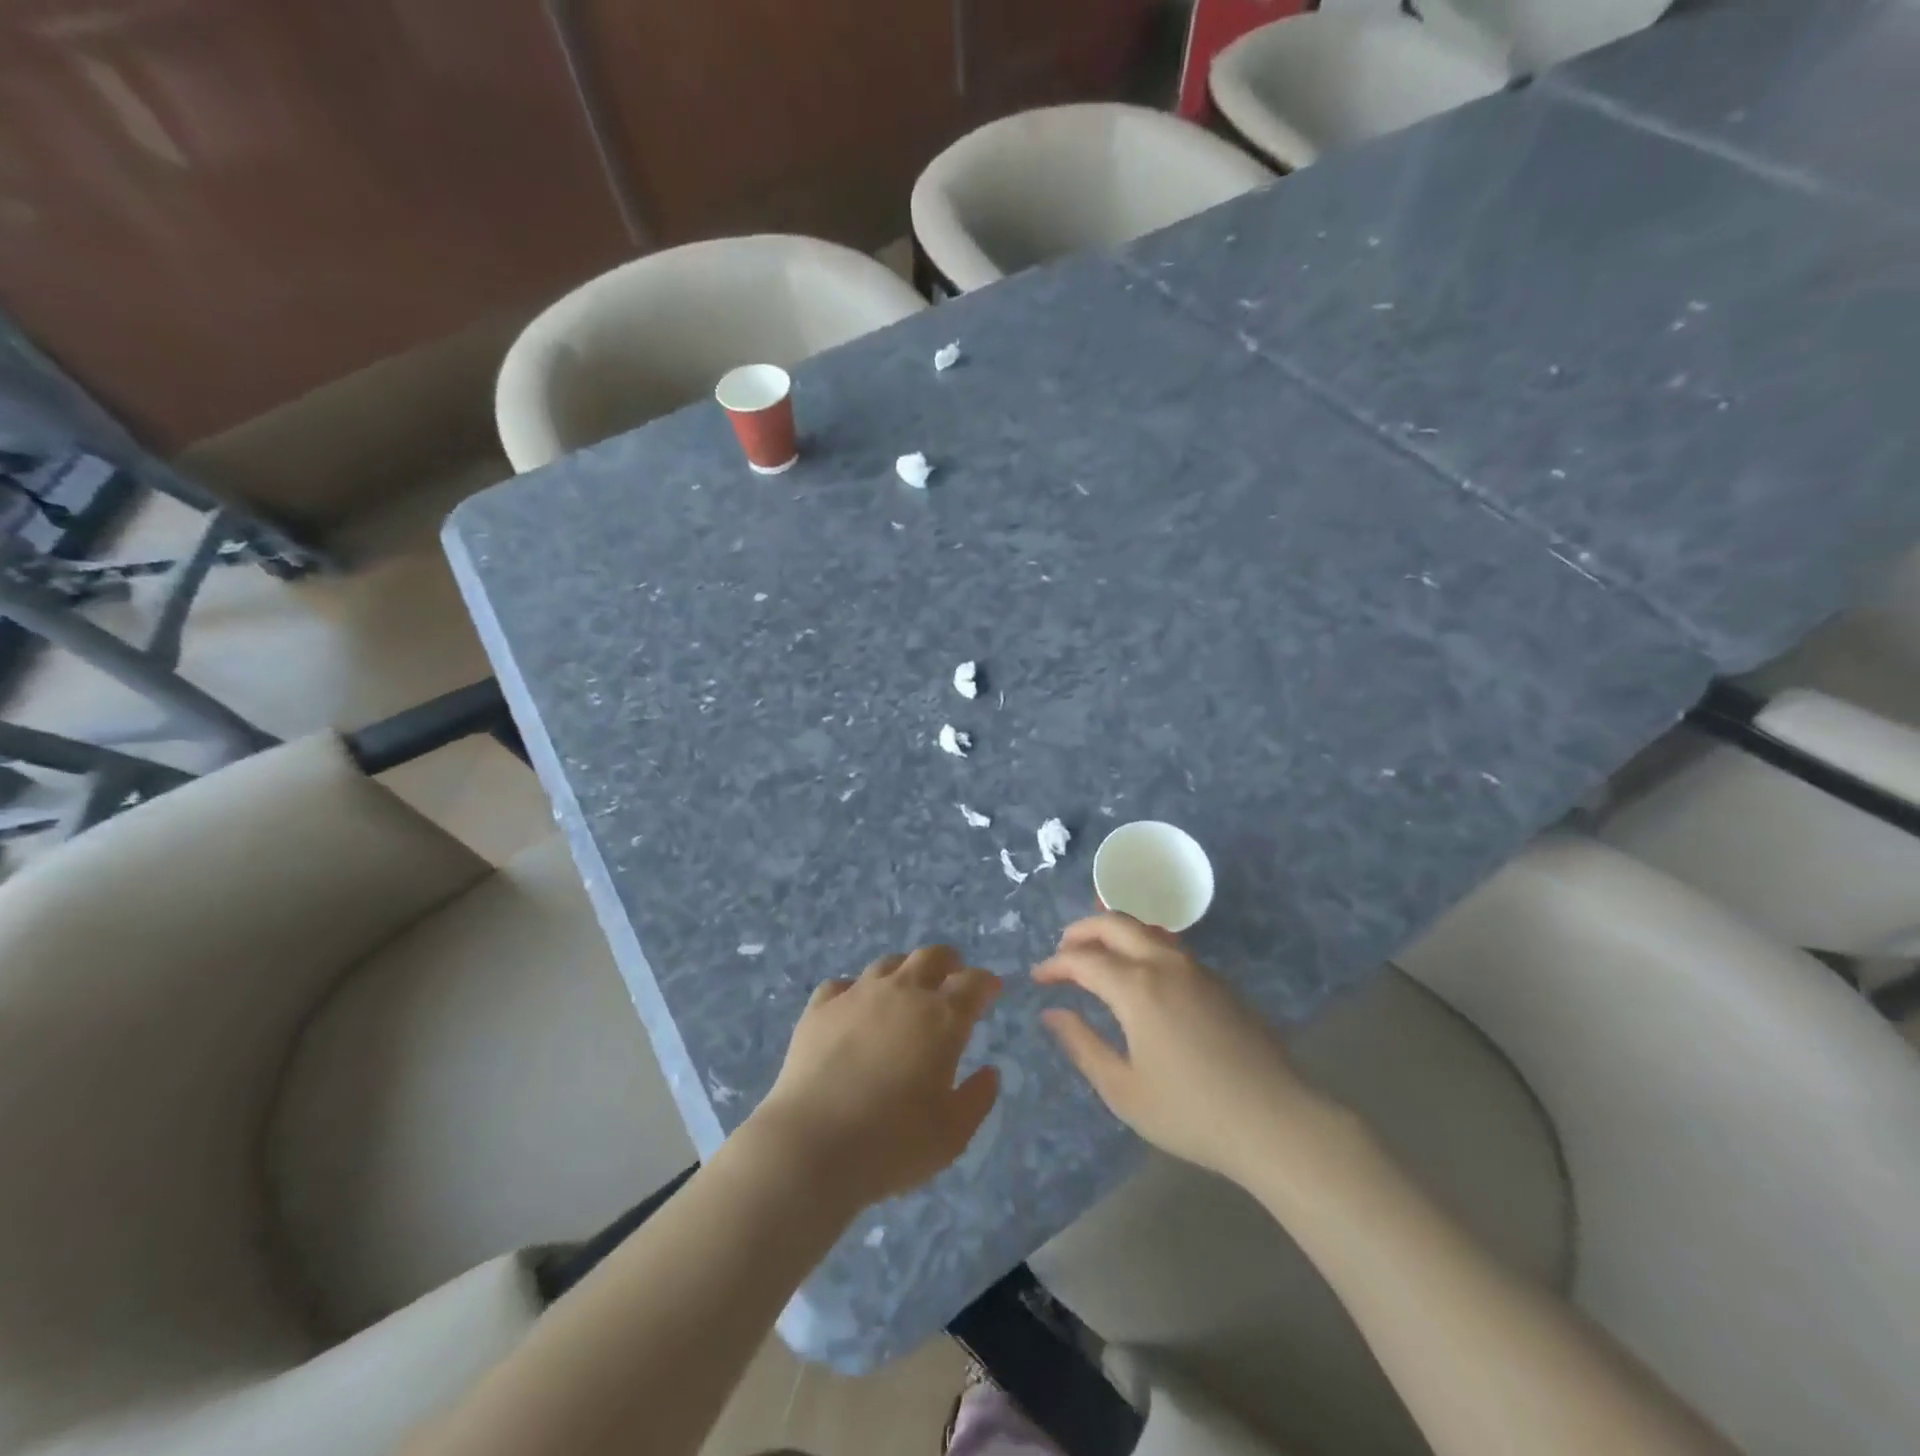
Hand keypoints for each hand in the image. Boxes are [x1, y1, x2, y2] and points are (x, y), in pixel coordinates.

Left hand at [752, 946, 1001, 1209]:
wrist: (812, 1145)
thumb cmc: (893, 1143)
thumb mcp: (953, 1134)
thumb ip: (977, 1099)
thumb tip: (989, 1072)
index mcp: (942, 1017)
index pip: (973, 983)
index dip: (986, 983)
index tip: (991, 990)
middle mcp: (903, 992)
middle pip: (931, 956)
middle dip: (949, 962)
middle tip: (952, 978)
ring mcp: (857, 995)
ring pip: (888, 963)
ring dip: (905, 971)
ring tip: (905, 991)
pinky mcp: (820, 1008)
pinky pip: (841, 985)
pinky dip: (854, 992)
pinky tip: (853, 1010)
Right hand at [1036, 914, 1332, 1184]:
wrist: (1276, 1122)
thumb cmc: (1191, 1112)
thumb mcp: (1123, 1090)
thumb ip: (1083, 1045)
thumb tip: (1053, 1013)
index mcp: (1136, 987)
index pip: (1084, 960)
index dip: (1056, 964)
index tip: (1038, 978)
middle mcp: (1164, 964)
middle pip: (1115, 924)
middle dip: (1082, 930)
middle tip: (1063, 949)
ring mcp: (1197, 969)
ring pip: (1147, 929)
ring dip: (1115, 931)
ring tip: (1097, 952)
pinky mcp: (1219, 983)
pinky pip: (1170, 946)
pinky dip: (1142, 944)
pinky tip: (1141, 972)